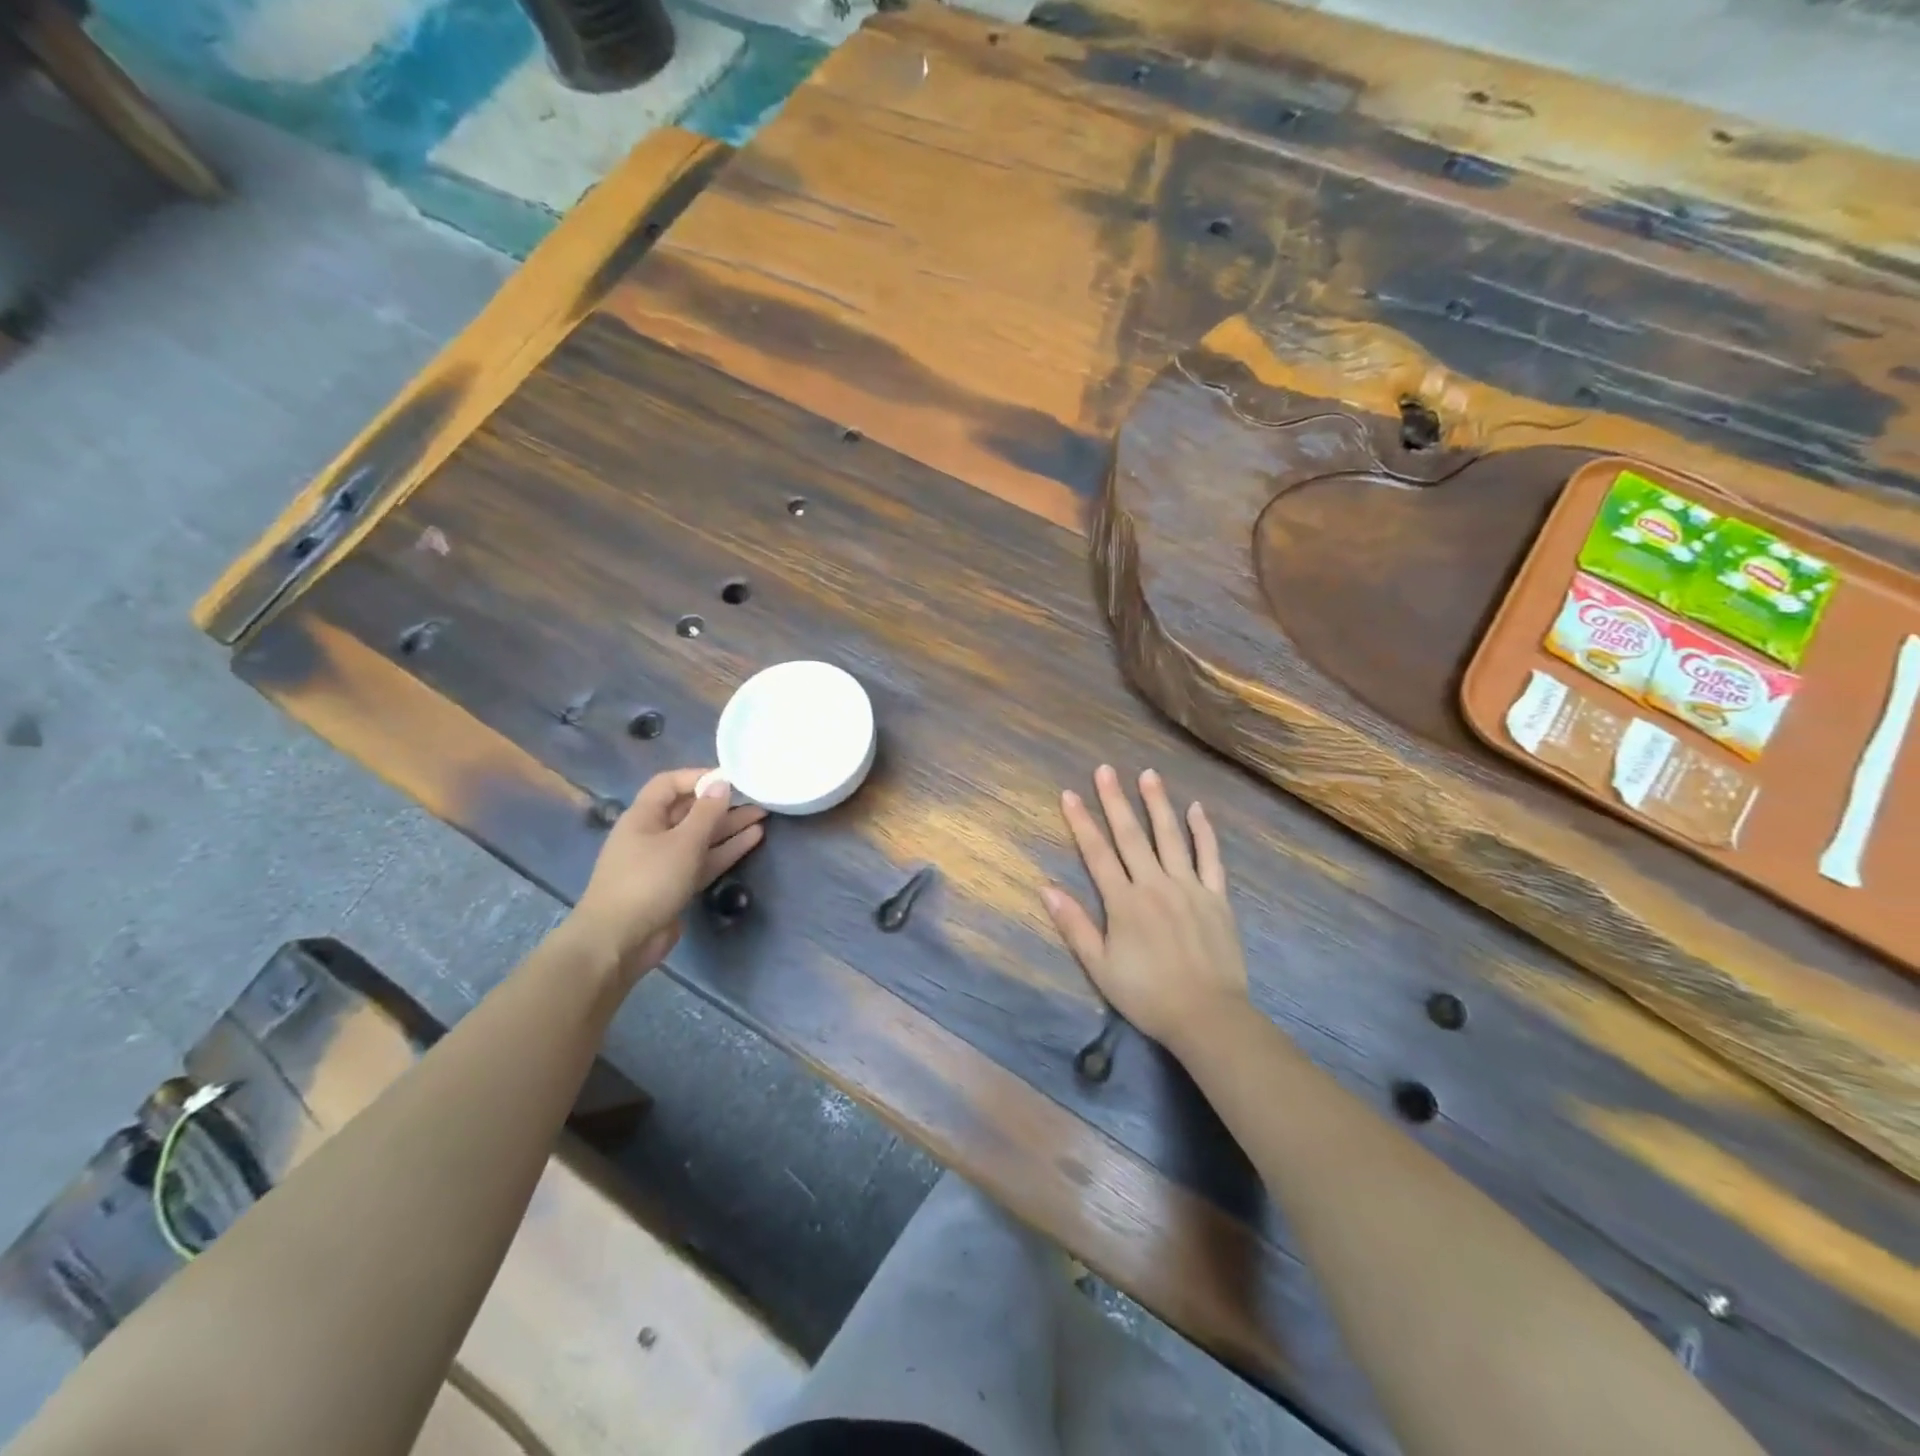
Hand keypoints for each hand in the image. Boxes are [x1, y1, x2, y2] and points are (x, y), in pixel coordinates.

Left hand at [568, 769, 766, 976]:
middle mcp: (652, 835)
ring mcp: (664, 862)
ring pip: (701, 837)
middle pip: (689, 810)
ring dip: (729, 826)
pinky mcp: (676, 886)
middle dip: (721, 803)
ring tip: (763, 815)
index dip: (698, 776)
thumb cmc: (648, 882)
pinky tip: (753, 839)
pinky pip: (704, 860)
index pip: (669, 783)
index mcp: (643, 817)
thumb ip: (706, 812)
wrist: (619, 941)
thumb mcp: (682, 842)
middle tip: (757, 797)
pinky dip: (726, 849)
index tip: (731, 777)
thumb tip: (722, 783)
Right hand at [1041, 764, 1248, 1050]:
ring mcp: (1189, 887)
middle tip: (1105, 769)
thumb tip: (1046, 888)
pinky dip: (1203, 831)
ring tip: (1148, 774)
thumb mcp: (1100, 967)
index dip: (1082, 821)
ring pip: (1170, 836)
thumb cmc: (1146, 994)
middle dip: (1115, 800)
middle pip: (1131, 835)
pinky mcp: (1216, 897)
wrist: (1207, 1016)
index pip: (1097, 852)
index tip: (1070, 793)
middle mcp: (1154, 884)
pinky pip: (1210, 857)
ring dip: (1157, 803)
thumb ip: (1074, 925)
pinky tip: (1197, 809)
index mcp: (1123, 901)